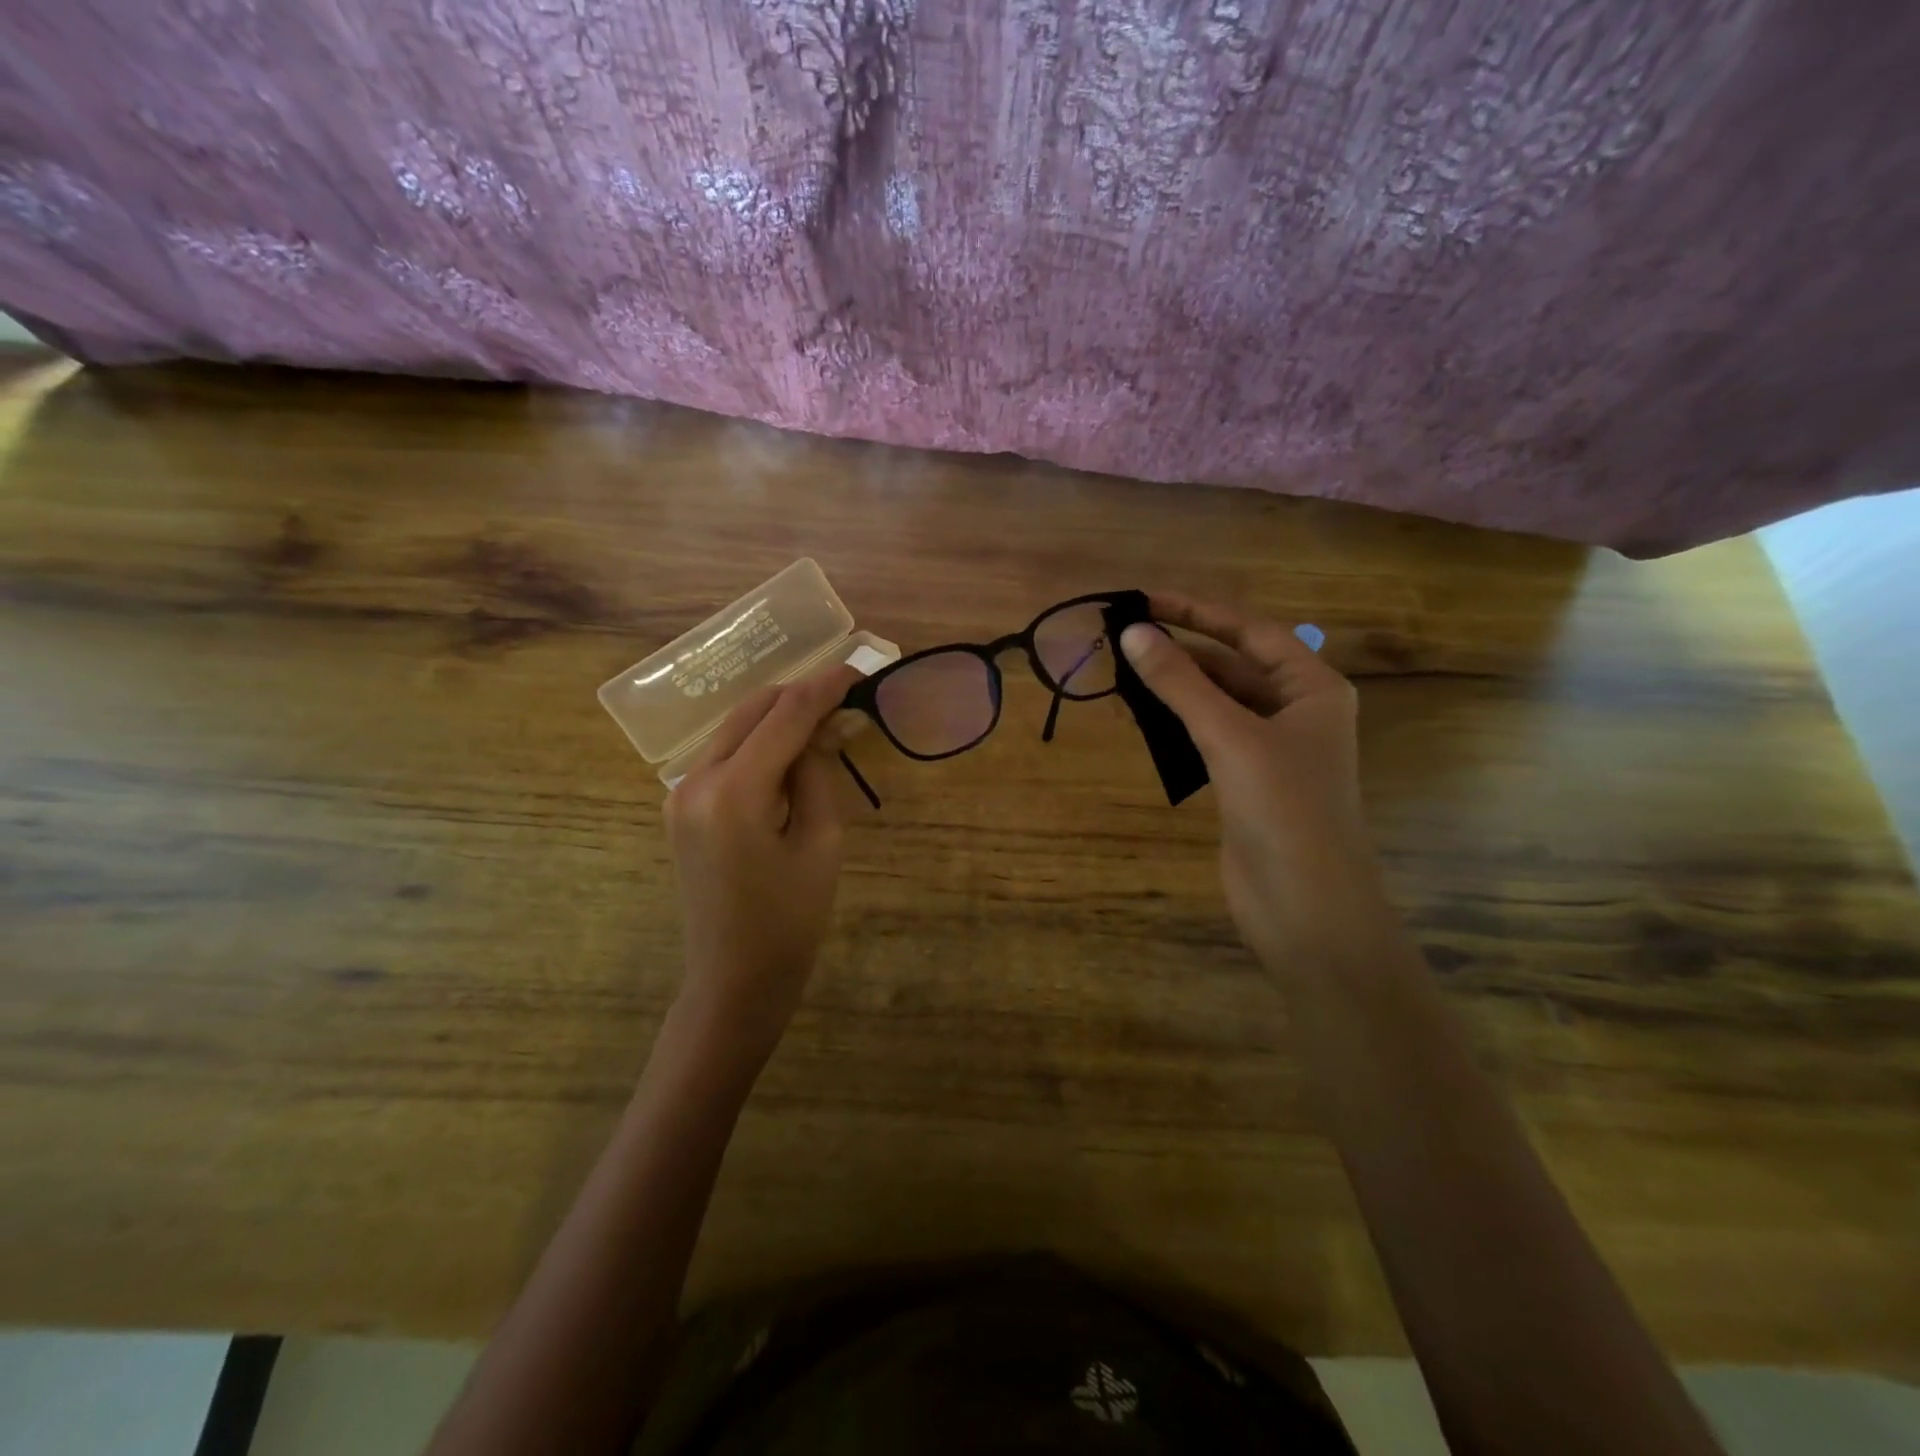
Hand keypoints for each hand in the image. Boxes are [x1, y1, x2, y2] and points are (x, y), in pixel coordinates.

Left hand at [664, 664, 861, 1063]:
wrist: (734, 979)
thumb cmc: (791, 921)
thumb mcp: (821, 843)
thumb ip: (819, 772)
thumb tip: (826, 725)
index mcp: (734, 791)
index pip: (786, 715)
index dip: (825, 687)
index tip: (861, 670)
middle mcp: (696, 779)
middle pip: (753, 709)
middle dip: (801, 693)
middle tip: (847, 693)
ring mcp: (681, 792)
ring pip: (735, 726)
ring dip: (779, 715)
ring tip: (825, 719)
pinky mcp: (681, 805)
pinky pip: (724, 753)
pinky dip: (759, 740)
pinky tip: (790, 749)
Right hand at [1119, 592, 1386, 969]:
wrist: (1306, 907)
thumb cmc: (1283, 809)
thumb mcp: (1230, 736)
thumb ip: (1180, 684)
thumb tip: (1133, 633)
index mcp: (1312, 688)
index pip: (1250, 631)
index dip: (1197, 611)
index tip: (1145, 600)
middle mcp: (1296, 711)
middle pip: (1233, 665)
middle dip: (1182, 650)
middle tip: (1124, 638)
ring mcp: (1271, 749)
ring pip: (1218, 702)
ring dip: (1176, 688)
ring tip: (1124, 672)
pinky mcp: (1247, 783)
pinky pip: (1209, 736)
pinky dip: (1178, 724)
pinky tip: (1144, 720)